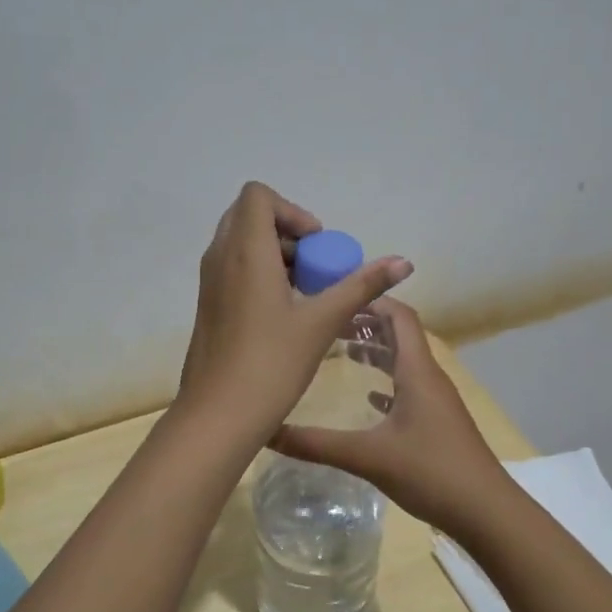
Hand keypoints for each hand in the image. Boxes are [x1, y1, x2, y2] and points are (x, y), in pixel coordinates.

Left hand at [178, 182, 412, 438]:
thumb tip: (404, 261)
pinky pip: (232, 269)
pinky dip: (258, 273)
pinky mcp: (207, 305)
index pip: (257, 196)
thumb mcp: (322, 322)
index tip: (317, 244)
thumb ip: (362, 286)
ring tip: (305, 292)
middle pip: (249, 216)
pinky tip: (284, 313)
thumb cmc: (271, 364)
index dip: (292, 210)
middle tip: (314, 265)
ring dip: (274, 254)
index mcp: (244, 251)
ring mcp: (209, 282)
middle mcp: (220, 258)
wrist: (217, 415)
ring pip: (240, 244)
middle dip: (286, 230)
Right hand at [270, 298, 513, 536]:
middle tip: (328, 325)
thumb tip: (266, 431)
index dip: (370, 301)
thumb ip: (316, 443)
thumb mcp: (368, 456)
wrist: (487, 513)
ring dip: (376, 352)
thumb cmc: (430, 472)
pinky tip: (368, 398)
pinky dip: (387, 383)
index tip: (335, 299)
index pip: (399, 316)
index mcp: (417, 371)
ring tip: (342, 352)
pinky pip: (410, 389)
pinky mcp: (439, 423)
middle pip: (400, 335)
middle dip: (366, 325)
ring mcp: (437, 401)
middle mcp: (429, 377)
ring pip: (405, 362)